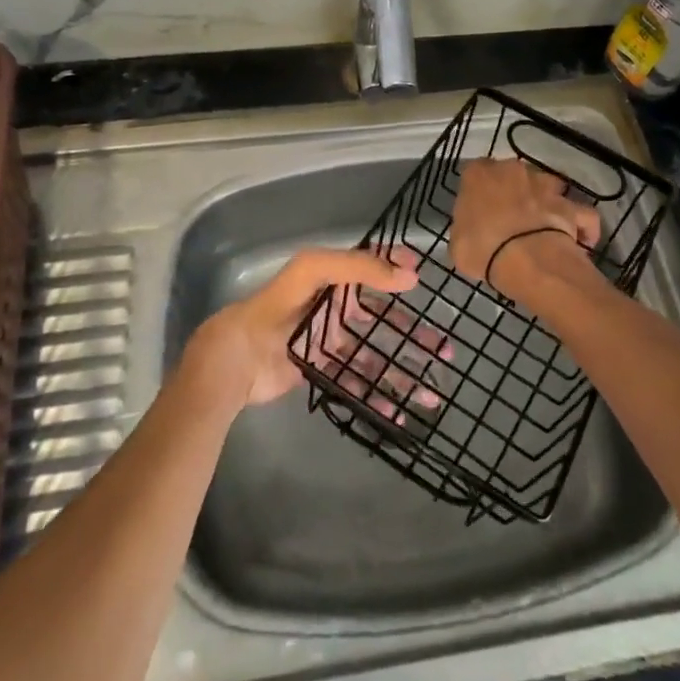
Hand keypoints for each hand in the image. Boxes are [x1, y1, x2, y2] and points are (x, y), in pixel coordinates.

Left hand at [188, 247, 445, 414]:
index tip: (426, 280)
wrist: (235, 359)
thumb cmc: (276, 307)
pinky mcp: (322, 372)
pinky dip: (377, 397)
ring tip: (431, 390)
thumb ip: (358, 268)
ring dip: (403, 370)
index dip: (399, 271)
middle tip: (444, 347)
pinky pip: (356, 384)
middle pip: (383, 319)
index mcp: (334, 280)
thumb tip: (407, 276)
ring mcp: (330, 343)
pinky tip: (397, 412)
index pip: (374, 269)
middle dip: (414, 332)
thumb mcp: (314, 271)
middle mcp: (336, 309)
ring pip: (375, 355)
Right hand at [448, 159, 600, 297]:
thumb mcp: (457, 242)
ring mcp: (546, 185)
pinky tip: (580, 240)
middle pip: (513, 175)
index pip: (475, 172)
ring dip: (547, 200)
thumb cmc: (482, 247)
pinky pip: (581, 213)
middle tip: (510, 218)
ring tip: (545, 225)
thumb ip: (465, 228)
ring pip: (549, 186)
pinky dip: (582, 225)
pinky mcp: (571, 205)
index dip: (478, 191)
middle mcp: (513, 170)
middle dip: (514, 191)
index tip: (478, 210)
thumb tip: (472, 230)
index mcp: (479, 174)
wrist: (527, 259)